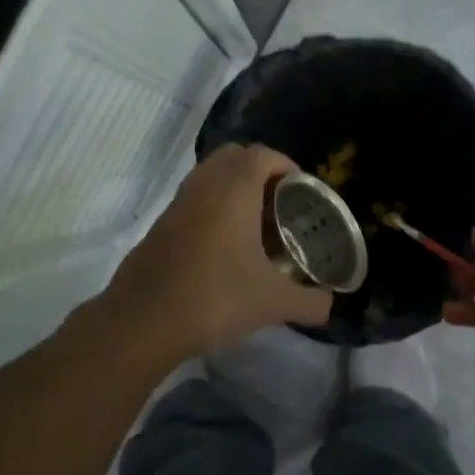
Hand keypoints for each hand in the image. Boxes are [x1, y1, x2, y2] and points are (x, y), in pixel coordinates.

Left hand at [102, 144, 333, 363]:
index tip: (301, 189)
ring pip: (209, 176)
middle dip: (259, 170)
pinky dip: (212, 207)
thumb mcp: (273, 303)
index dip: (286, 165)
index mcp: (233, 189)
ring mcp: (177, 203)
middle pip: (233, 156)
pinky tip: (224, 247)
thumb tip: (330, 305)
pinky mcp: (160, 224)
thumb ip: (310, 301)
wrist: (144, 321)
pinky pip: (193, 199)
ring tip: (255, 224)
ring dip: (233, 188)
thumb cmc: (215, 298)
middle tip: (279, 202)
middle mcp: (203, 185)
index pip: (262, 154)